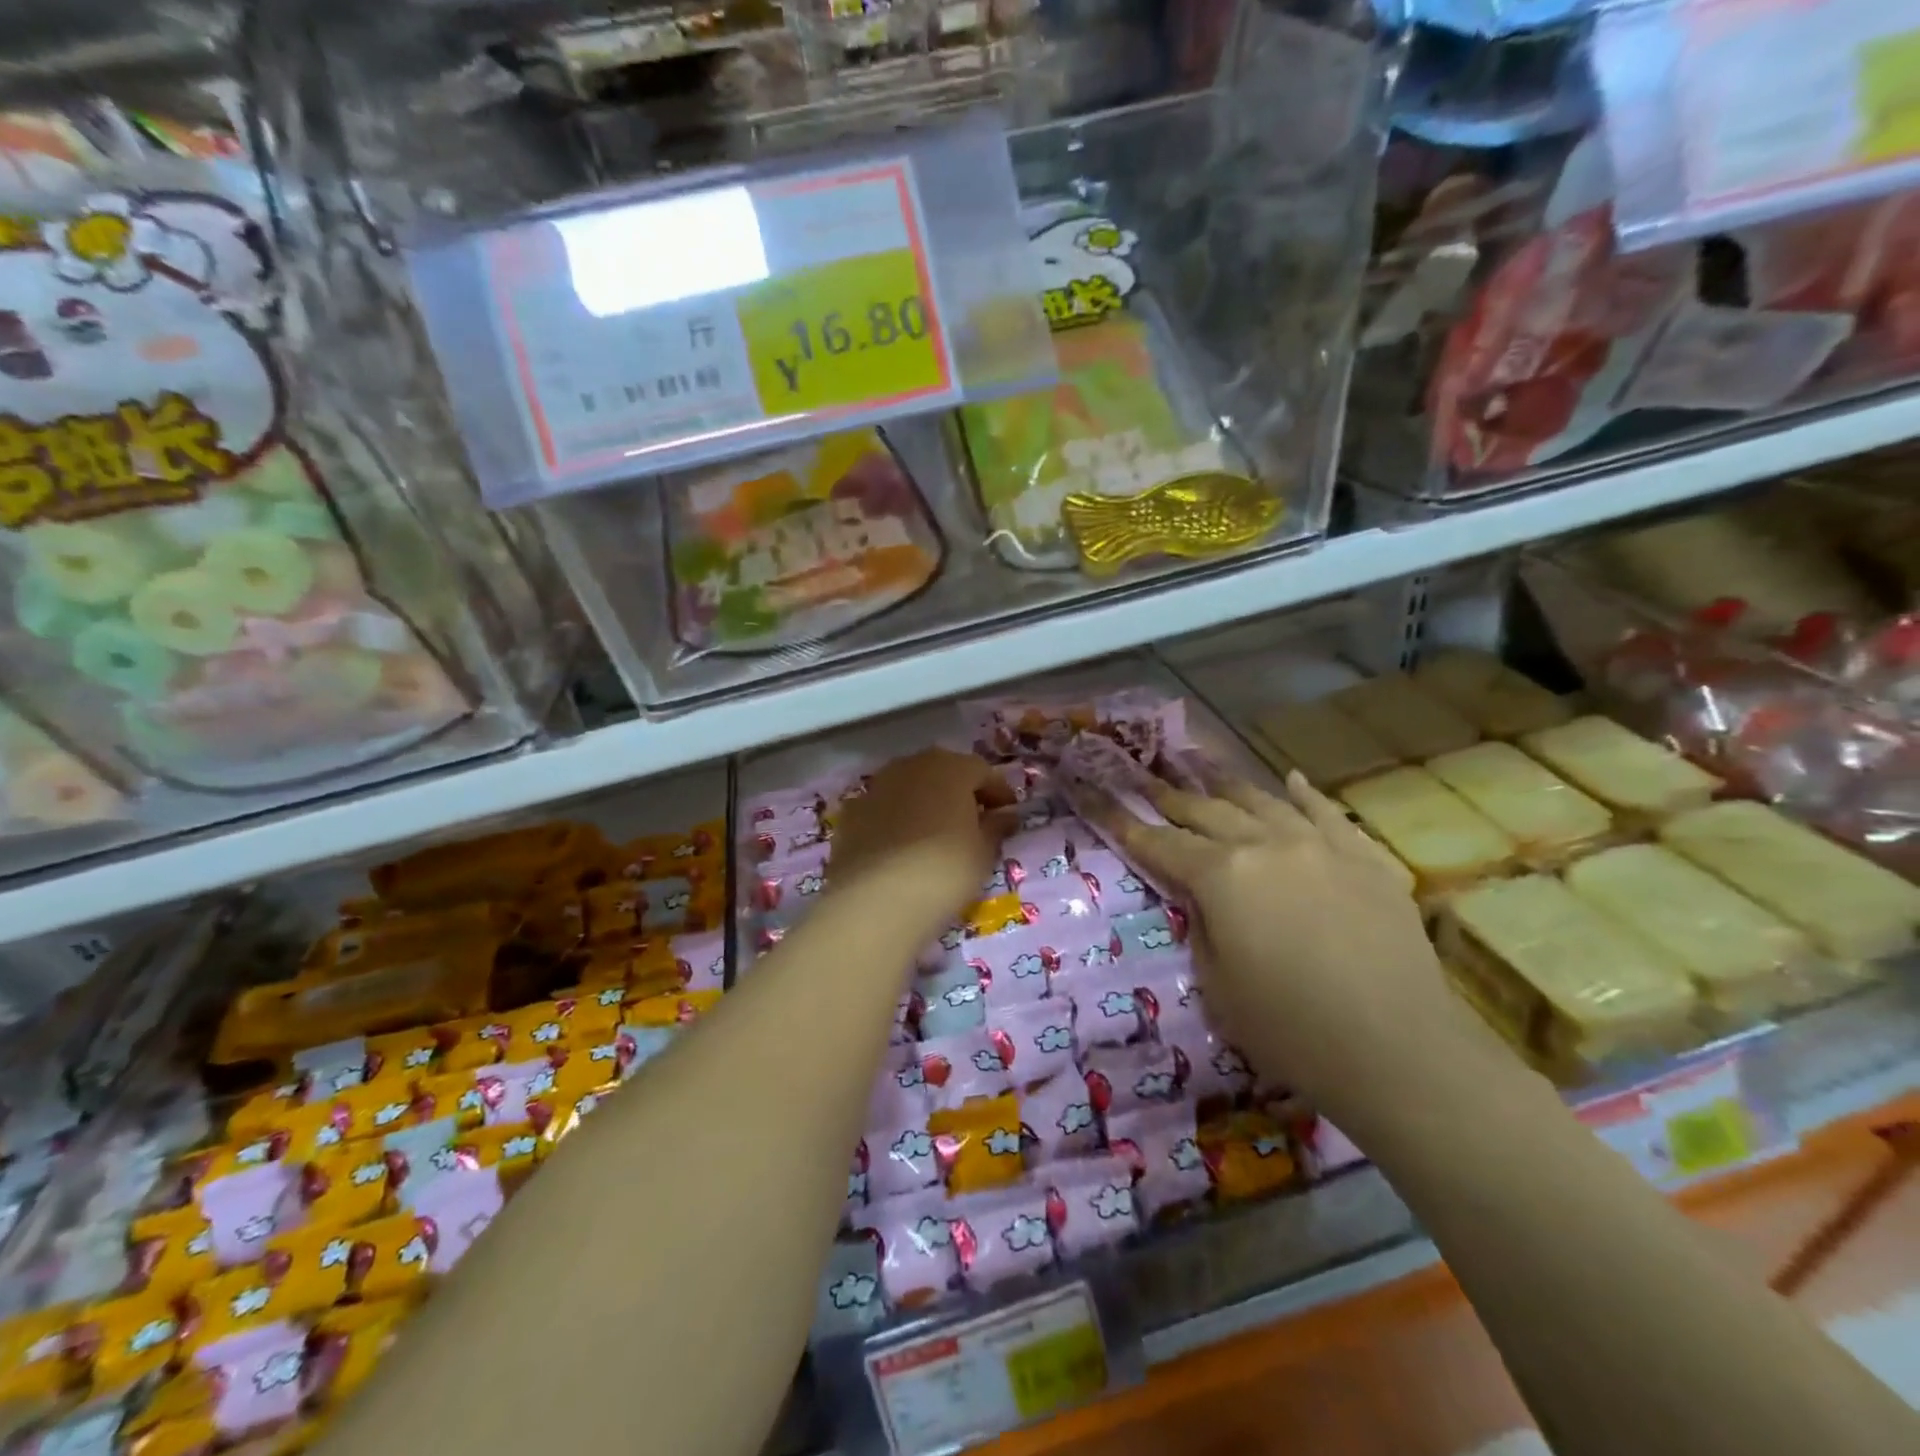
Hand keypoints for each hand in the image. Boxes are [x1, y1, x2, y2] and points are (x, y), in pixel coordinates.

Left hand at [828, 749, 1015, 932]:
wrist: (876, 900)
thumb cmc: (944, 870)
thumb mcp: (983, 852)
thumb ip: (996, 827)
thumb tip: (1004, 815)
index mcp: (950, 768)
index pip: (982, 771)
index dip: (998, 792)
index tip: (1007, 814)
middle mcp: (911, 766)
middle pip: (943, 771)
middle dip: (959, 791)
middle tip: (973, 820)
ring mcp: (876, 787)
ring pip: (909, 787)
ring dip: (925, 802)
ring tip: (936, 833)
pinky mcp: (851, 813)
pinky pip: (884, 808)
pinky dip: (896, 819)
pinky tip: (902, 846)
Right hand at [1113, 770, 1501, 1135]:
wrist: (1400, 1051)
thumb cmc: (1291, 1030)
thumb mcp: (1218, 985)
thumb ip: (1202, 927)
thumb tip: (1202, 900)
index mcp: (1221, 875)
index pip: (1160, 843)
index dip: (1125, 823)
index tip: (1099, 797)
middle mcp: (1265, 844)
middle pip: (1206, 811)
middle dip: (1170, 796)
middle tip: (1146, 778)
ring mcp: (1320, 845)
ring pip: (1262, 801)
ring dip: (1227, 783)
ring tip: (1202, 764)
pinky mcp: (1365, 859)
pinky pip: (1327, 814)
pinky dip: (1303, 795)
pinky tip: (1290, 779)